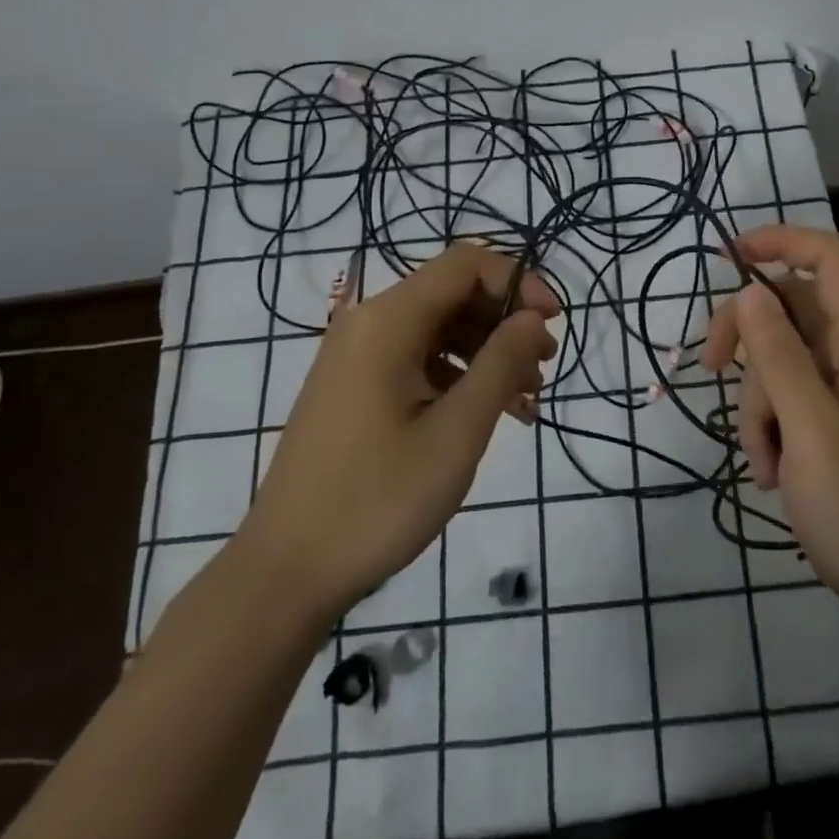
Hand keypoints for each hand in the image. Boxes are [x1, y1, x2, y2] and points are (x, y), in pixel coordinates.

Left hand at [241, 242, 558, 617]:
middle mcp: (369, 324)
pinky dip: (459, 376)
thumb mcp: (456, 432)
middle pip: (453, 293)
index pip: (466, 264)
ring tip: (526, 400)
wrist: (285, 574)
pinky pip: (419, 359)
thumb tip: (534, 318)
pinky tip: (489, 414)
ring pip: (440, 328)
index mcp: (388, 321)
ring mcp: (358, 356)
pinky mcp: (356, 387)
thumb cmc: (377, 500)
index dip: (517, 281)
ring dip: (489, 352)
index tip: (552, 323)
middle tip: (544, 366)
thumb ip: (501, 364)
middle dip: (506, 321)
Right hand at [702, 225, 838, 628]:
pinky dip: (768, 425)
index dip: (783, 240)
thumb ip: (779, 358)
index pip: (831, 258)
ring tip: (764, 461)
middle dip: (747, 336)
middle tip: (711, 369)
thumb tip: (747, 291)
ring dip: (756, 400)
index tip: (728, 257)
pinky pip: (787, 396)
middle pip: (791, 306)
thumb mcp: (811, 434)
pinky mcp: (834, 420)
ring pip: (780, 356)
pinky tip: (771, 472)